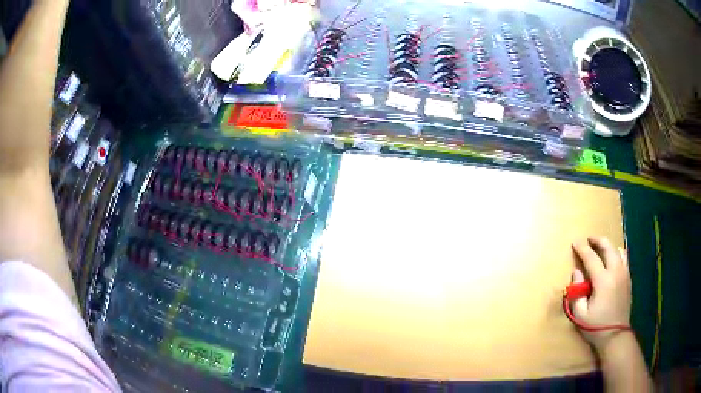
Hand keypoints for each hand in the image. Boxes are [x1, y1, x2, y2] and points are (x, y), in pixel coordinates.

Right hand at [570, 237, 631, 349]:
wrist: (615, 336)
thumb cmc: (596, 326)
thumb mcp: (580, 314)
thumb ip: (576, 292)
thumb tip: (576, 272)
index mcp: (603, 281)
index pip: (591, 258)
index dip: (582, 248)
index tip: (575, 242)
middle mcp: (616, 272)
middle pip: (608, 247)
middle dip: (597, 240)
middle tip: (588, 239)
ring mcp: (624, 274)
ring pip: (618, 250)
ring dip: (608, 246)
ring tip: (600, 247)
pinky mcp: (628, 279)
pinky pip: (624, 259)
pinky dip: (617, 253)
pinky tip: (612, 258)